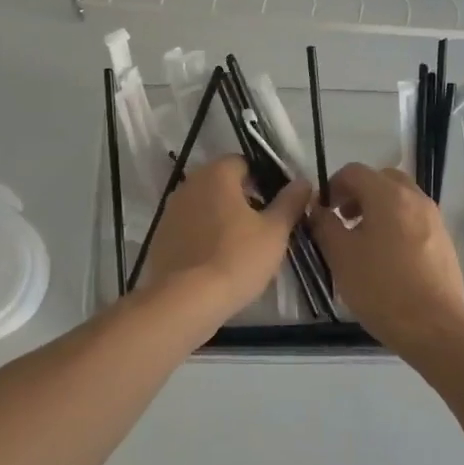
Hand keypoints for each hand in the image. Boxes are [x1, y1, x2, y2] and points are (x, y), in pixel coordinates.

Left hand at [140, 156, 311, 332]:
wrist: (186, 301)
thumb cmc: (237, 258)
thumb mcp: (275, 231)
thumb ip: (290, 202)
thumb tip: (303, 182)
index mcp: (217, 174)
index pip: (243, 163)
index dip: (263, 180)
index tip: (276, 204)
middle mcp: (189, 184)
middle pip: (222, 183)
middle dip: (242, 199)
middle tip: (263, 227)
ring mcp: (170, 211)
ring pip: (205, 206)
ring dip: (221, 218)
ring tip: (241, 246)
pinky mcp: (160, 237)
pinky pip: (189, 228)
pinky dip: (203, 236)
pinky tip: (216, 260)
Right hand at [309, 163, 463, 355]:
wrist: (435, 328)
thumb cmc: (382, 288)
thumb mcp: (341, 256)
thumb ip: (324, 225)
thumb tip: (317, 209)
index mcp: (388, 195)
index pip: (354, 171)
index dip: (333, 185)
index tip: (323, 211)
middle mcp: (414, 198)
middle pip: (381, 179)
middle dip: (358, 193)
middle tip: (343, 220)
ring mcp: (434, 218)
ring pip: (400, 198)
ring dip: (378, 208)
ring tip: (363, 241)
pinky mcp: (444, 240)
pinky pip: (414, 218)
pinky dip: (396, 224)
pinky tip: (387, 258)